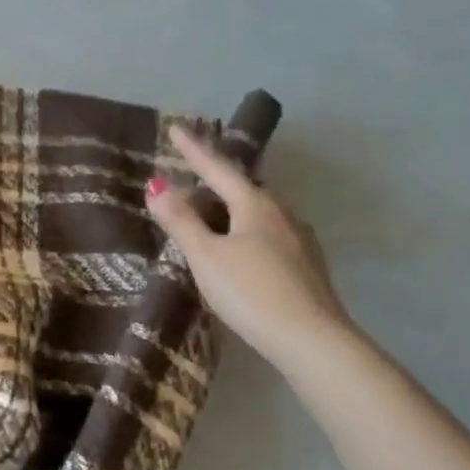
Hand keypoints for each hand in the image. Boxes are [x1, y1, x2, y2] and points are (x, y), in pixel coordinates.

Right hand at [147, 123, 353, 369]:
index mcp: (255, 205)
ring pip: (258, 213)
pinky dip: (246, 231)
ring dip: (232, 208)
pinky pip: (268, 235)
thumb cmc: (251, 292)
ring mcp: (300, 241)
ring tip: (211, 212)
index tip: (175, 127)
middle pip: (243, 188)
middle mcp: (282, 214)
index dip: (194, 149)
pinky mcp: (307, 268)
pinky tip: (241, 249)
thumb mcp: (206, 256)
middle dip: (216, 179)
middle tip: (192, 173)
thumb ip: (181, 221)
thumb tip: (157, 184)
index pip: (218, 168)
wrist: (313, 341)